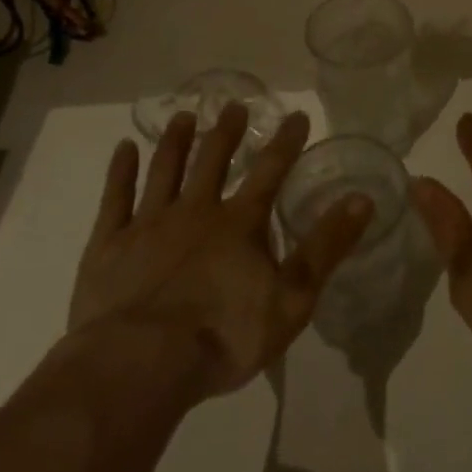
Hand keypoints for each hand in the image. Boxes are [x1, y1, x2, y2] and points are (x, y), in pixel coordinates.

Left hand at [70, 104, 370, 398]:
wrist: (139, 366)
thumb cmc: (223, 336)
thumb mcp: (292, 298)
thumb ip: (326, 246)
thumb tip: (363, 198)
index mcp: (239, 223)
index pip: (270, 171)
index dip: (286, 142)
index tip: (297, 114)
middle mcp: (196, 211)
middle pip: (213, 160)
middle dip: (226, 131)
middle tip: (234, 105)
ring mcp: (149, 224)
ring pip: (166, 170)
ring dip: (176, 141)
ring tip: (184, 116)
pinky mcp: (109, 246)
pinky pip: (116, 199)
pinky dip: (120, 171)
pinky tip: (123, 149)